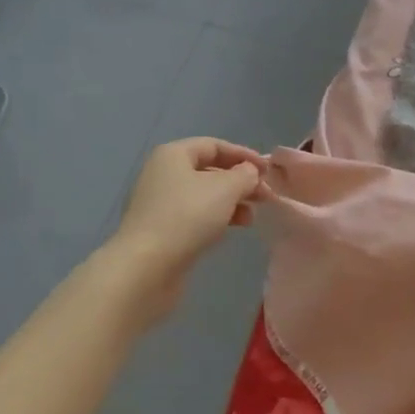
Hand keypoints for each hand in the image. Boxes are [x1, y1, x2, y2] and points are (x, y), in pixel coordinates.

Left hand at [109, 138, 265, 312]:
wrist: (146, 268)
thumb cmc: (187, 217)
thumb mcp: (225, 189)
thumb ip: (244, 175)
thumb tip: (249, 172)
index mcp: (173, 155)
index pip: (214, 145)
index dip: (243, 155)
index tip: (268, 171)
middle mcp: (162, 174)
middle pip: (208, 170)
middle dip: (239, 182)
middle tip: (265, 196)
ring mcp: (159, 204)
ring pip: (203, 195)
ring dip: (230, 202)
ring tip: (251, 217)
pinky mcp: (160, 230)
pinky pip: (194, 216)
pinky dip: (215, 218)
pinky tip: (231, 230)